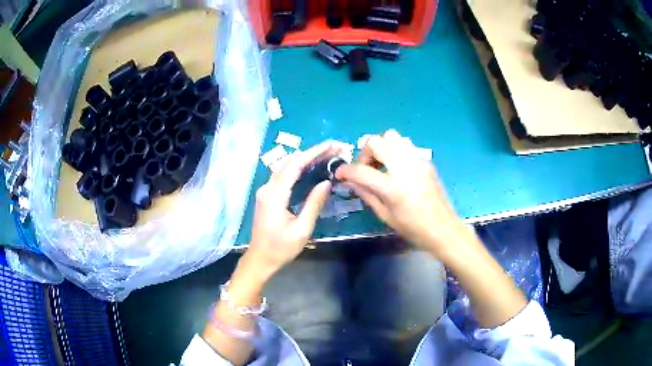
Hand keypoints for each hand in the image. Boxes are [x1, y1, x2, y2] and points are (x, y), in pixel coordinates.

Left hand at [244, 141, 345, 279]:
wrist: (260, 259)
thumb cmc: (281, 248)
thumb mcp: (302, 229)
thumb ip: (314, 204)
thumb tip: (326, 182)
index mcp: (275, 195)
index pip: (295, 165)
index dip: (313, 153)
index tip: (331, 146)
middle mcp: (267, 188)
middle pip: (289, 162)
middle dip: (311, 153)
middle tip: (333, 149)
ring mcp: (265, 191)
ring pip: (285, 166)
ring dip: (304, 159)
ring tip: (325, 156)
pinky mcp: (267, 195)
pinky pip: (283, 175)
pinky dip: (297, 168)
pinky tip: (310, 168)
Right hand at [336, 130, 466, 257]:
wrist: (443, 229)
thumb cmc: (413, 228)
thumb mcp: (385, 216)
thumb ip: (366, 194)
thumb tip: (350, 181)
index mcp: (392, 187)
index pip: (361, 171)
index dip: (345, 170)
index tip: (340, 173)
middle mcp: (404, 168)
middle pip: (376, 141)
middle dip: (364, 152)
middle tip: (366, 168)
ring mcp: (417, 161)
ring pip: (393, 136)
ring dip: (381, 147)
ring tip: (381, 164)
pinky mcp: (426, 161)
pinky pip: (405, 146)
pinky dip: (395, 153)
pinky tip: (398, 170)